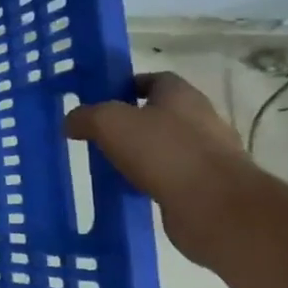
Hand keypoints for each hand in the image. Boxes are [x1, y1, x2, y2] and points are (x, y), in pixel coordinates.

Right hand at [65, 71, 266, 262]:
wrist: (216, 208)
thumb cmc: (163, 151)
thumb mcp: (108, 123)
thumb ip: (85, 116)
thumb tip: (71, 121)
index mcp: (182, 96)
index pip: (155, 79)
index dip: (128, 85)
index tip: (101, 100)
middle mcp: (201, 120)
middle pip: (161, 114)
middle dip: (132, 122)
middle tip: (99, 133)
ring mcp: (209, 155)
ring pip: (165, 147)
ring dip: (141, 154)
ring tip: (109, 163)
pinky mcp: (208, 187)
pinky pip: (171, 177)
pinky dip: (151, 180)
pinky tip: (128, 189)